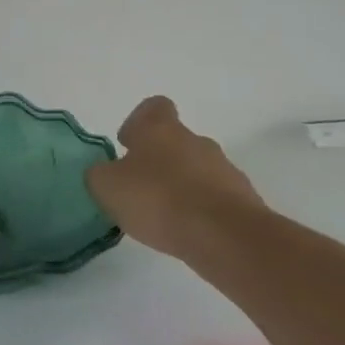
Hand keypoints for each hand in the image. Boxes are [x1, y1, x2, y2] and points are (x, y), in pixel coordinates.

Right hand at [84, 97, 266, 260]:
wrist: (226, 236)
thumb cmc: (158, 199)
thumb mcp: (107, 186)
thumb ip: (100, 174)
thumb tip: (105, 173)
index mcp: (160, 129)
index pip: (153, 108)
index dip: (139, 122)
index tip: (128, 144)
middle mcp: (195, 141)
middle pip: (175, 141)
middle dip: (158, 160)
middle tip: (139, 188)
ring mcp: (224, 170)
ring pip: (196, 170)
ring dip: (180, 186)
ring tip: (162, 216)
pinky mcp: (244, 200)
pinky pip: (214, 197)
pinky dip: (200, 209)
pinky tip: (186, 231)